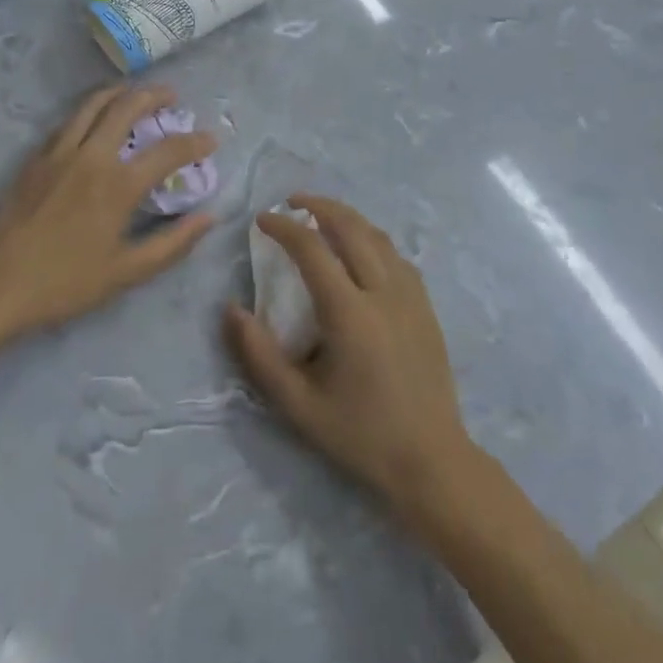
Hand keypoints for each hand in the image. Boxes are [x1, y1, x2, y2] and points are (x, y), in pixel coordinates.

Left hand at [0, 84, 216, 335]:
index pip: (168, 151)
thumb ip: (172, 244)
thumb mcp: (127, 272)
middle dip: (154, 96)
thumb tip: (208, 218)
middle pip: (127, 108)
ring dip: (119, 92)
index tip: (211, 138)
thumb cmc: (66, 282)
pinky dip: (89, 110)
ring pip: (93, 104)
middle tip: (171, 96)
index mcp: (119, 185)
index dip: (195, 142)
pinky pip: (68, 121)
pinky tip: (93, 119)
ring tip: (134, 91)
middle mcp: (92, 156)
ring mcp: (59, 152)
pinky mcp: (36, 158)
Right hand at [224, 195, 480, 529]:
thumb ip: (259, 355)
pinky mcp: (426, 306)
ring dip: (347, 217)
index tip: (262, 219)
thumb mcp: (298, 404)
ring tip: (323, 216)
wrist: (431, 460)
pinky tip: (362, 251)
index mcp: (350, 313)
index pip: (312, 249)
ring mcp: (411, 296)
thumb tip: (231, 310)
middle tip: (292, 202)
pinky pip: (397, 256)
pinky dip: (372, 239)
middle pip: (350, 227)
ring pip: (378, 236)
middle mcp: (383, 292)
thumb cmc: (360, 434)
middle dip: (318, 205)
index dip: (284, 227)